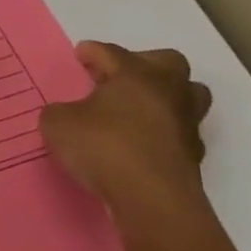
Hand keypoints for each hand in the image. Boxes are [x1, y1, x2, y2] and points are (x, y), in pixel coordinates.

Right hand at [40, 43, 211, 223]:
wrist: (152, 199)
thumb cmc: (103, 147)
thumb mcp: (58, 123)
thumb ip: (60, 112)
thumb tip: (69, 114)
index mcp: (136, 75)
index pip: (112, 53)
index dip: (92, 52)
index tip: (80, 54)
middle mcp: (168, 92)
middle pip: (168, 62)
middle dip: (144, 64)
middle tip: (117, 77)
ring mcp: (186, 123)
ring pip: (186, 96)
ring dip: (163, 96)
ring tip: (135, 108)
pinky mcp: (193, 155)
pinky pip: (178, 130)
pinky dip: (162, 131)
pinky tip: (139, 142)